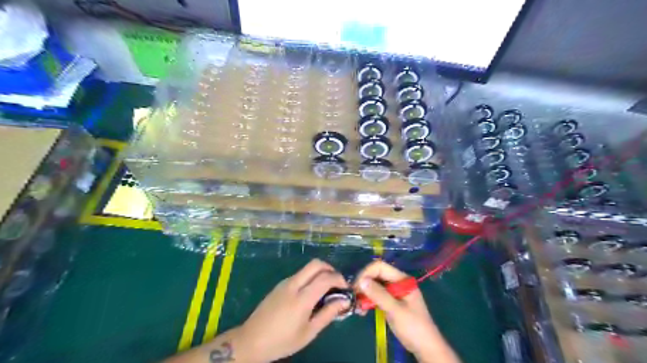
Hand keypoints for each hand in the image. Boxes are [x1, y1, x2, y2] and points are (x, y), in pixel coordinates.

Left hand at [236, 259, 348, 361]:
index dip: (339, 279)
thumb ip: (328, 314)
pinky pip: (299, 274)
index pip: (326, 278)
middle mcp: (293, 284)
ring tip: (325, 290)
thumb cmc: (282, 341)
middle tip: (337, 283)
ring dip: (320, 272)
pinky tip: (311, 294)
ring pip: (307, 268)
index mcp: (302, 298)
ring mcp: (285, 282)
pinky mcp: (280, 285)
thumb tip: (343, 301)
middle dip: (330, 269)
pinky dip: (310, 277)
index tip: (346, 289)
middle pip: (316, 264)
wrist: (251, 340)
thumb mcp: (308, 332)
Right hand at [353, 261, 459, 361]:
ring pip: (374, 285)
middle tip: (354, 297)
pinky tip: (362, 310)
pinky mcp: (390, 301)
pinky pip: (376, 295)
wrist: (426, 347)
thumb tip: (361, 280)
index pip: (380, 267)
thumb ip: (379, 295)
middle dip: (363, 284)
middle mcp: (397, 282)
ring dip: (364, 293)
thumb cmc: (414, 327)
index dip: (366, 273)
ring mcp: (393, 292)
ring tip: (358, 307)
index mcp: (402, 279)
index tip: (356, 286)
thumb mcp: (396, 310)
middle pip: (376, 274)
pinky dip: (368, 300)